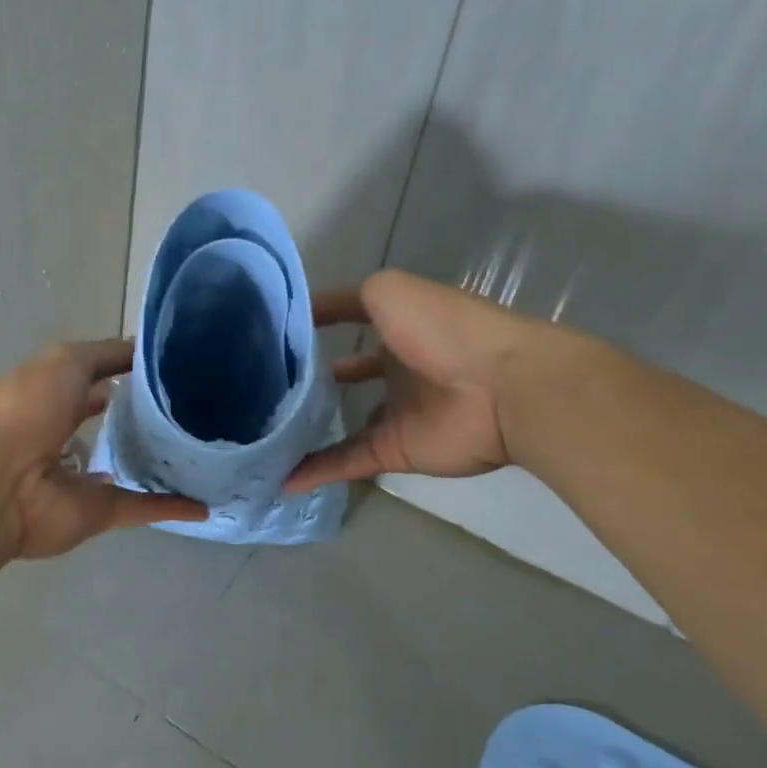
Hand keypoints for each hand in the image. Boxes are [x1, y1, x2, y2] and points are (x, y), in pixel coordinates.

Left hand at [0, 339, 207, 559]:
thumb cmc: (30, 408)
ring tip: (206, 452)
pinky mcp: (100, 512)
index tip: (174, 370)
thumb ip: (109, 354)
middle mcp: (68, 435)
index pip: (100, 381)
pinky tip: (206, 504)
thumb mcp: (68, 361)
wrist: (0, 481)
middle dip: (147, 420)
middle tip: (196, 410)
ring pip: (130, 468)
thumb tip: (147, 351)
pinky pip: (142, 508)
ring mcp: (84, 477)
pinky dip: (172, 508)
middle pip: (116, 427)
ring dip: (160, 464)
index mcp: (56, 395)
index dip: (131, 374)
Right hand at [286, 269, 545, 493]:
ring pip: (343, 422)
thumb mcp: (387, 291)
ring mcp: (397, 412)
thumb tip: (304, 312)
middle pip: (345, 376)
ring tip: (263, 432)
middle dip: (311, 380)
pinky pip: (348, 460)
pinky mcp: (396, 451)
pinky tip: (281, 476)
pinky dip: (316, 470)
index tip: (271, 331)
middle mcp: (397, 368)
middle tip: (264, 387)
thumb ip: (345, 300)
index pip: (348, 320)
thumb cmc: (443, 330)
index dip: (314, 322)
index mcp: (400, 326)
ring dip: (308, 429)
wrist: (503, 389)